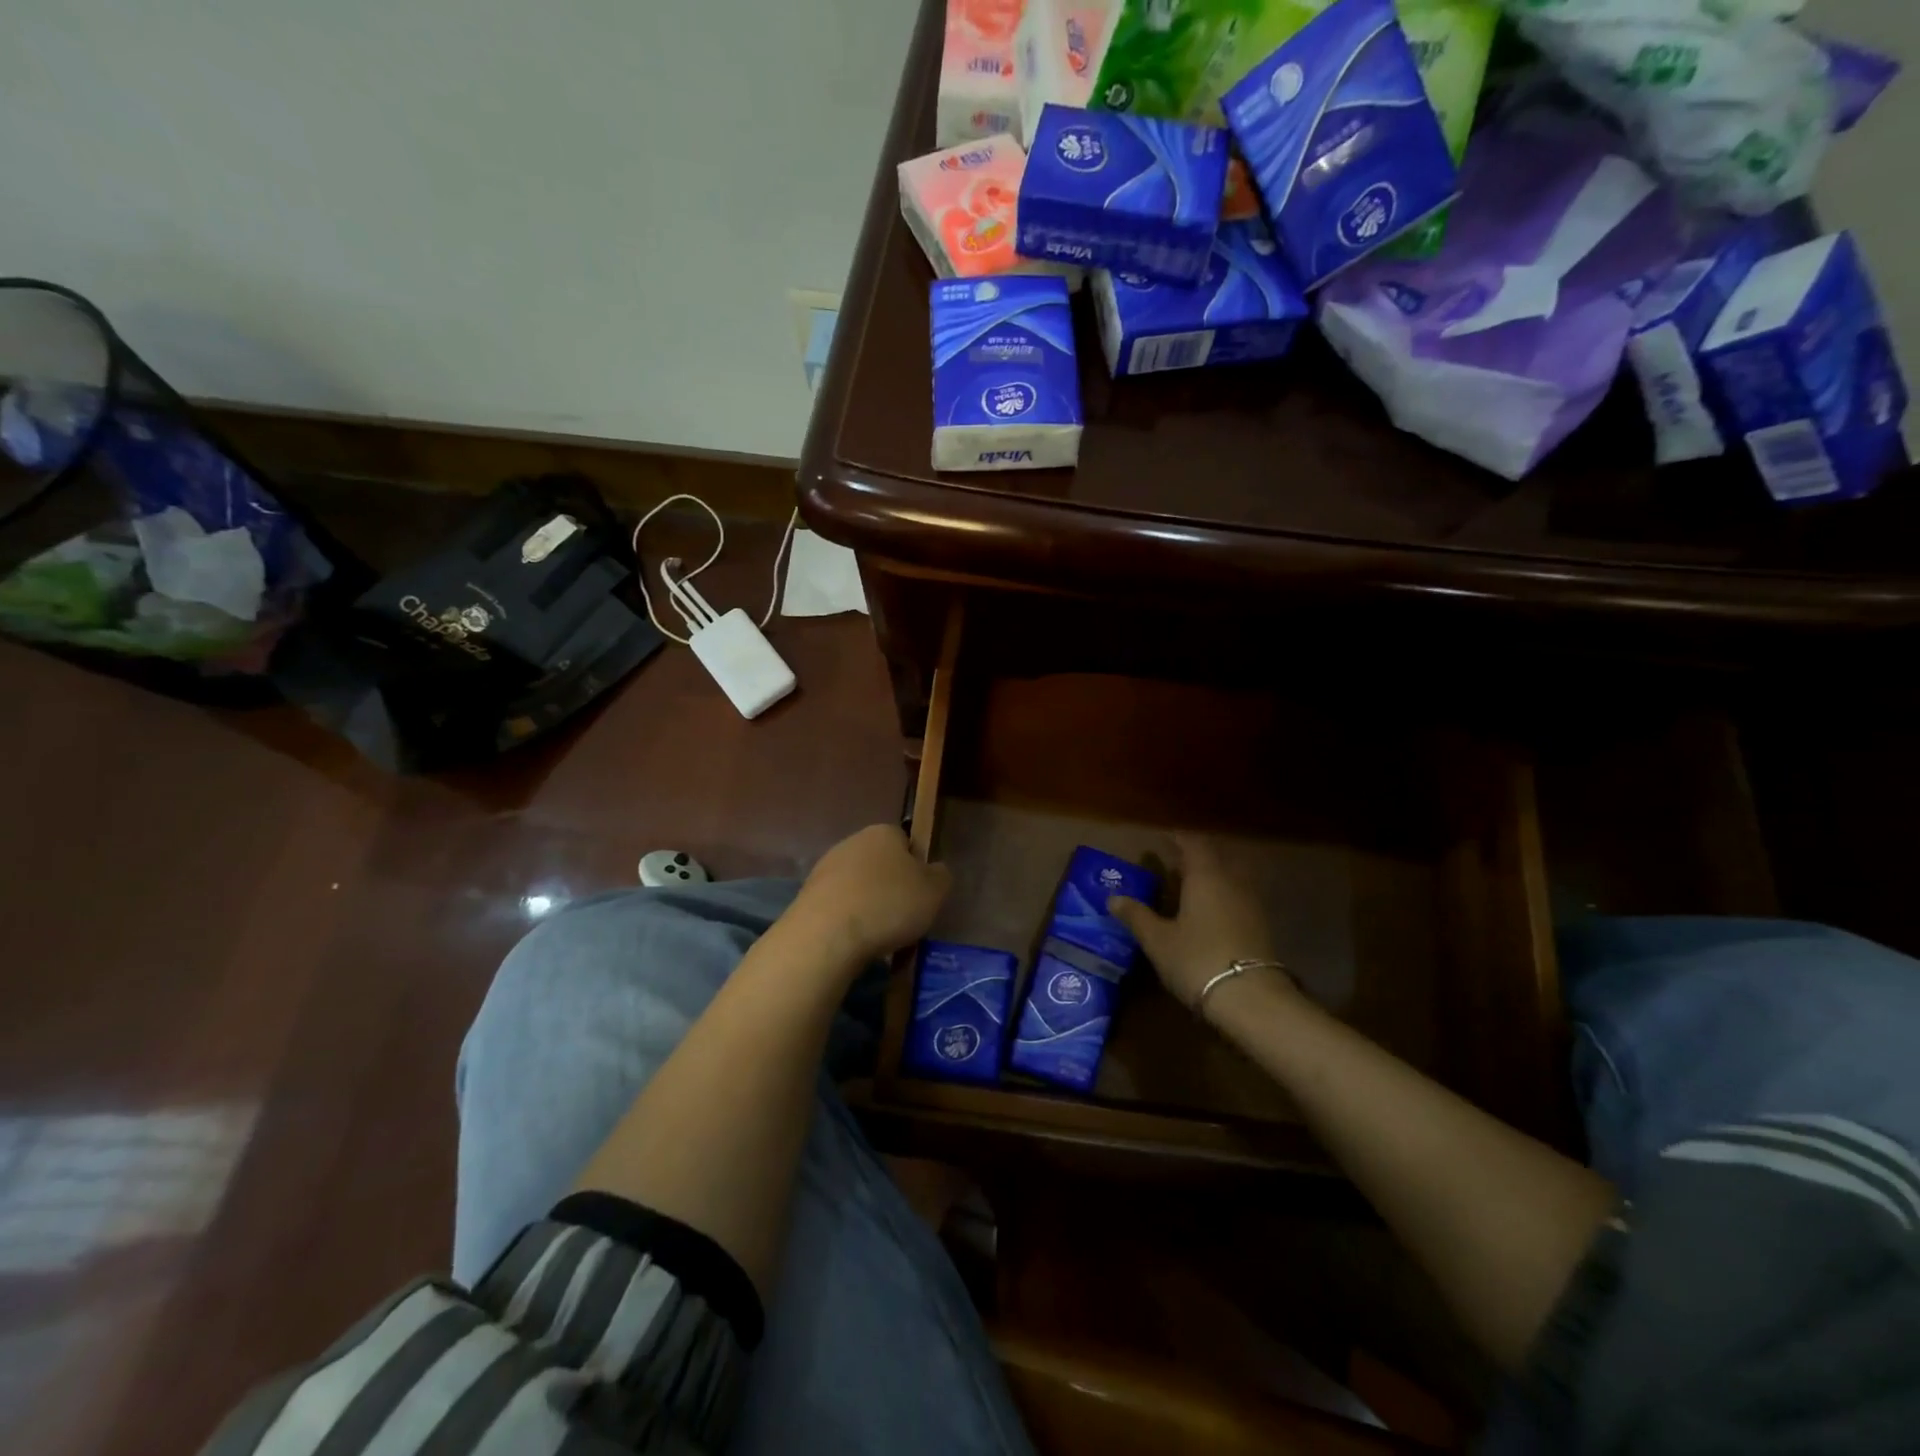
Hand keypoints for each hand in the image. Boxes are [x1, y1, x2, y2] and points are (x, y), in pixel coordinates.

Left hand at [791, 825, 951, 963]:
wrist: (826, 936)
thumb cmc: (888, 905)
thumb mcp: (935, 891)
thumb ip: (940, 875)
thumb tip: (934, 871)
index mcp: (883, 832)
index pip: (906, 842)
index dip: (916, 867)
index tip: (920, 894)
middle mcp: (852, 842)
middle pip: (880, 863)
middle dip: (890, 886)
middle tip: (903, 916)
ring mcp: (825, 868)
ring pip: (857, 885)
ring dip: (868, 904)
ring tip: (878, 935)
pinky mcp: (806, 895)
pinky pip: (838, 905)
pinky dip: (848, 920)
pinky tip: (854, 941)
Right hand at [1111, 834, 1288, 1012]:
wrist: (1251, 999)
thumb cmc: (1196, 959)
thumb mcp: (1158, 940)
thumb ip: (1137, 916)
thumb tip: (1113, 897)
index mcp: (1205, 876)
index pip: (1193, 844)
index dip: (1179, 839)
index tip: (1165, 838)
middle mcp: (1232, 882)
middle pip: (1216, 859)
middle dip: (1197, 858)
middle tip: (1176, 864)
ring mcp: (1251, 905)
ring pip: (1231, 878)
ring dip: (1213, 878)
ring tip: (1191, 889)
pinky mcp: (1261, 928)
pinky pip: (1239, 899)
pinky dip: (1223, 898)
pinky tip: (1210, 915)